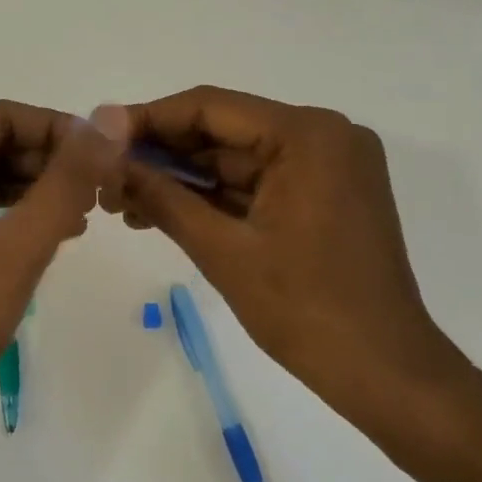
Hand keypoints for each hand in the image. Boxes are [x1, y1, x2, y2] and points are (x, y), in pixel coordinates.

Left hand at [0, 100, 123, 438]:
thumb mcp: (20, 244)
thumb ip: (68, 180)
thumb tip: (107, 121)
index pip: (1, 118)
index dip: (57, 128)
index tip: (102, 155)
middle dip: (47, 163)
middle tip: (99, 187)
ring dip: (33, 192)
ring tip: (84, 213)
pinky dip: (11, 221)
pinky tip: (49, 239)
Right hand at [108, 86, 461, 428]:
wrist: (384, 373)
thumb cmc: (305, 311)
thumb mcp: (222, 250)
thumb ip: (161, 197)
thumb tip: (106, 159)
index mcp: (308, 135)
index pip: (210, 107)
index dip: (147, 120)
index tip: (97, 138)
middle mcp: (323, 135)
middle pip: (223, 131)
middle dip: (161, 155)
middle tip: (104, 176)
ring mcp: (328, 165)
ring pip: (236, 160)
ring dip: (181, 180)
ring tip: (121, 202)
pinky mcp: (325, 194)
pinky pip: (257, 183)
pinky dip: (213, 198)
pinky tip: (162, 212)